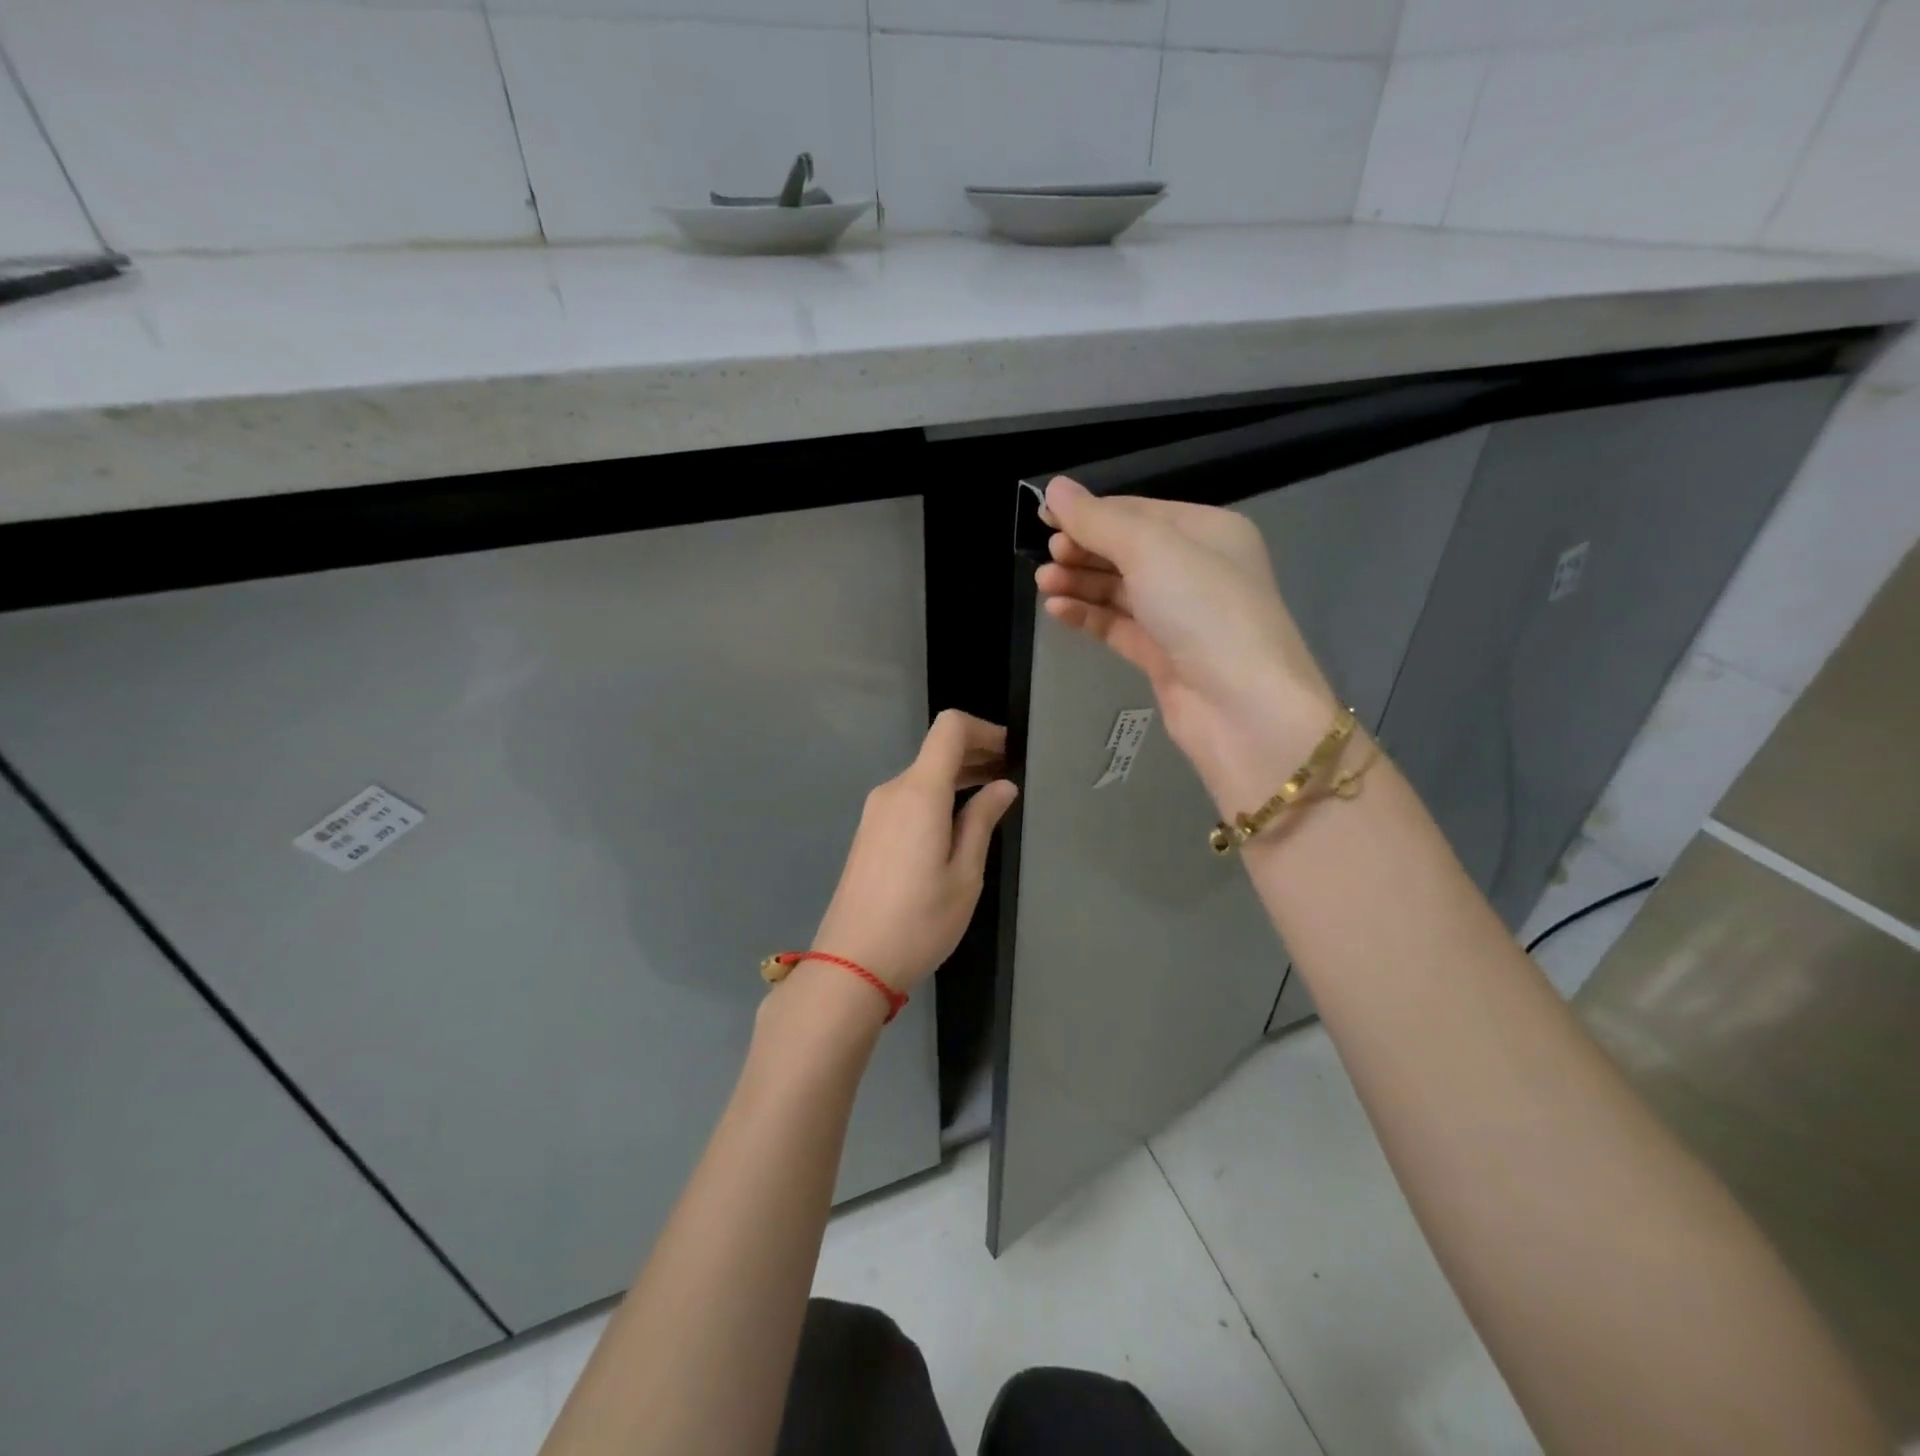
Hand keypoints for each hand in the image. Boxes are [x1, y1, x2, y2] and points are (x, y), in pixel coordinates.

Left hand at [809, 710, 1018, 996]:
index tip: (1011, 751)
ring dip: (957, 778)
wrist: (852, 963)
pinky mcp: (869, 832)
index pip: (950, 729)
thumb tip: (1002, 785)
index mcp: (919, 792)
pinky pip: (909, 798)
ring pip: (922, 776)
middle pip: (936, 751)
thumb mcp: (965, 874)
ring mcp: (875, 812)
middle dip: (976, 754)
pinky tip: (958, 822)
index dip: (984, 730)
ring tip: (992, 798)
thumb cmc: (919, 921)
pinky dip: (938, 797)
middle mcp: (893, 791)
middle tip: (1011, 776)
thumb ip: (982, 820)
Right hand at [1034, 475, 1337, 809]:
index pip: (1138, 511)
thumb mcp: (1151, 550)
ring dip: (1080, 583)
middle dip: (1084, 550)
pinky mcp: (1163, 656)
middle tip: (1048, 556)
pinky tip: (1058, 610)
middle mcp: (1196, 570)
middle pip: (1127, 550)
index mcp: (1207, 531)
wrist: (1242, 707)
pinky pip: (1118, 626)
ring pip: (1119, 590)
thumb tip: (1055, 488)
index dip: (1090, 512)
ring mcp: (1179, 616)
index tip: (1044, 517)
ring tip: (1044, 584)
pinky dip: (1088, 616)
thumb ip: (1099, 521)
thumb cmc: (1203, 611)